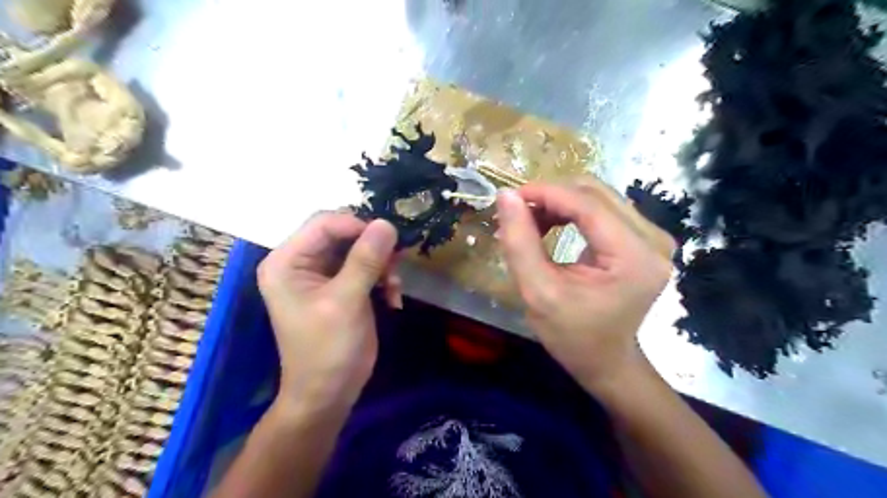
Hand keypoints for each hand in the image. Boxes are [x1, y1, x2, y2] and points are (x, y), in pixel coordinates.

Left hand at [259, 214, 400, 412]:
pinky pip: (365, 267)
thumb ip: (365, 260)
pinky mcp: (341, 286)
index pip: (324, 223)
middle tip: (395, 263)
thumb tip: (386, 223)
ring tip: (394, 285)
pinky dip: (382, 278)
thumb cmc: (328, 350)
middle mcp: (301, 262)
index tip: (389, 241)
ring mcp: (322, 274)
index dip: (357, 225)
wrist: (329, 393)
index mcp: (287, 261)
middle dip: (372, 247)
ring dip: (381, 264)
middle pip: (342, 233)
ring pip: (358, 248)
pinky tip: (393, 297)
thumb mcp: (346, 302)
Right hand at [495, 177, 677, 393]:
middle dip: (551, 196)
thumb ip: (519, 242)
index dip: (546, 193)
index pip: (588, 205)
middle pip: (595, 193)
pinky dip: (571, 211)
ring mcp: (653, 237)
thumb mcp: (537, 292)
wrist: (607, 361)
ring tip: (529, 221)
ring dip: (559, 202)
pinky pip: (603, 209)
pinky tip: (550, 225)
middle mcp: (653, 240)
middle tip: (517, 213)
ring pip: (598, 197)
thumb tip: (505, 196)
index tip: (509, 197)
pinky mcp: (643, 239)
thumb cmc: (572, 336)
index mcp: (634, 258)